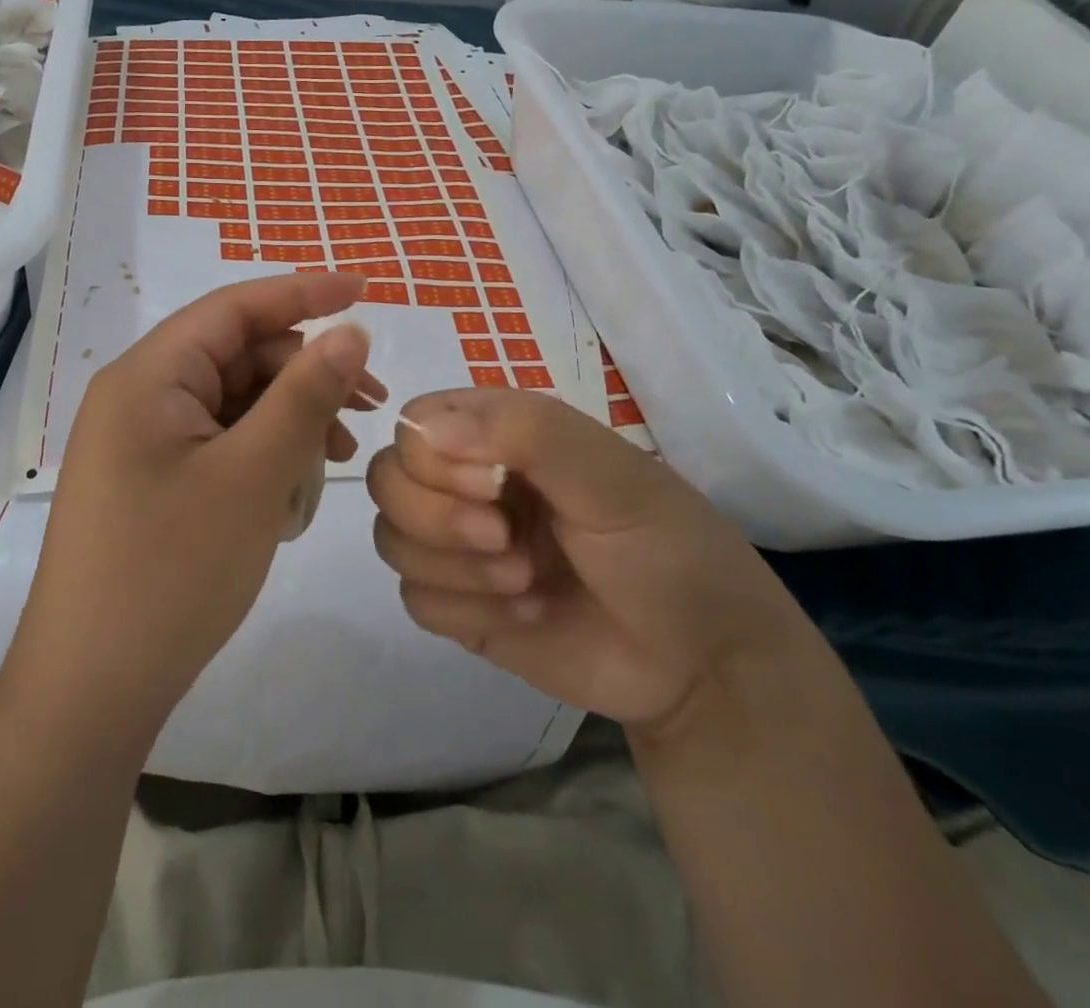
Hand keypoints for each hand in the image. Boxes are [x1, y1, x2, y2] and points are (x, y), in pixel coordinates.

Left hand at [6, 272, 381, 736]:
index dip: (303, 293)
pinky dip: (263, 452)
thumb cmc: (172, 572)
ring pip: (233, 402)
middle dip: (305, 373)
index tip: (365, 291)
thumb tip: (350, 331)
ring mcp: (142, 441)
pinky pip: (219, 442)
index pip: (233, 308)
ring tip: (340, 457)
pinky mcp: (152, 480)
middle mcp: (139, 396)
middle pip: (237, 356)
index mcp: (148, 376)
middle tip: (370, 407)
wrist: (91, 691)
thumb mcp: (253, 476)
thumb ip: (305, 395)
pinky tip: (296, 486)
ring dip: (290, 418)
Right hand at [365, 389, 803, 734]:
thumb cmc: (664, 548)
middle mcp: (467, 482)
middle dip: (436, 518)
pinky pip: (415, 599)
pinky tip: (525, 616)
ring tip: (527, 582)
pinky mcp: (460, 606)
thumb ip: (526, 433)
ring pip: (391, 540)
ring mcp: (460, 546)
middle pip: (387, 481)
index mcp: (498, 436)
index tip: (491, 486)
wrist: (702, 664)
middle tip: (506, 541)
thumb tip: (421, 429)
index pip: (413, 424)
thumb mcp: (611, 475)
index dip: (430, 457)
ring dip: (456, 568)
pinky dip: (466, 610)